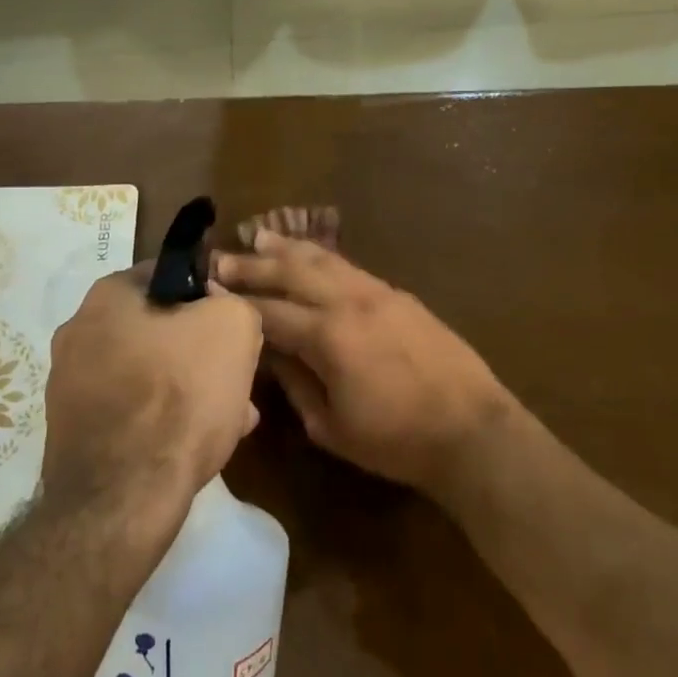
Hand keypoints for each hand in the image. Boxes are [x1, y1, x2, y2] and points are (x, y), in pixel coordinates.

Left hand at [43, 268, 263, 529]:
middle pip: (158, 329)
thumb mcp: (234, 327)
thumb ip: (232, 302)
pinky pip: (130, 413)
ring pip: (147, 374)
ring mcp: (68, 386)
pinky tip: (195, 445)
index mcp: (106, 295)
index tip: (234, 325)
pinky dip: (161, 421)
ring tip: (228, 416)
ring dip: (186, 388)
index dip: (209, 296)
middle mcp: (76, 332)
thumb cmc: (180, 395)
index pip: (169, 275)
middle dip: (199, 350)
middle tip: (234, 375)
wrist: (124, 497)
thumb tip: (219, 309)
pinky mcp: (72, 433)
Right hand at [211, 231, 513, 496]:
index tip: (206, 290)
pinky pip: (349, 267)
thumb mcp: (331, 426)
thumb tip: (270, 354)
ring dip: (287, 248)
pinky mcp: (398, 294)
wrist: (472, 429)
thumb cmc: (396, 440)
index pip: (269, 312)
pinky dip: (322, 257)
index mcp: (328, 337)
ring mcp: (377, 293)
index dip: (235, 303)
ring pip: (322, 260)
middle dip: (252, 265)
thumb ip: (295, 384)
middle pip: (291, 273)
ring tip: (258, 236)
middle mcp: (348, 302)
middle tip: (220, 258)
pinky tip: (310, 255)